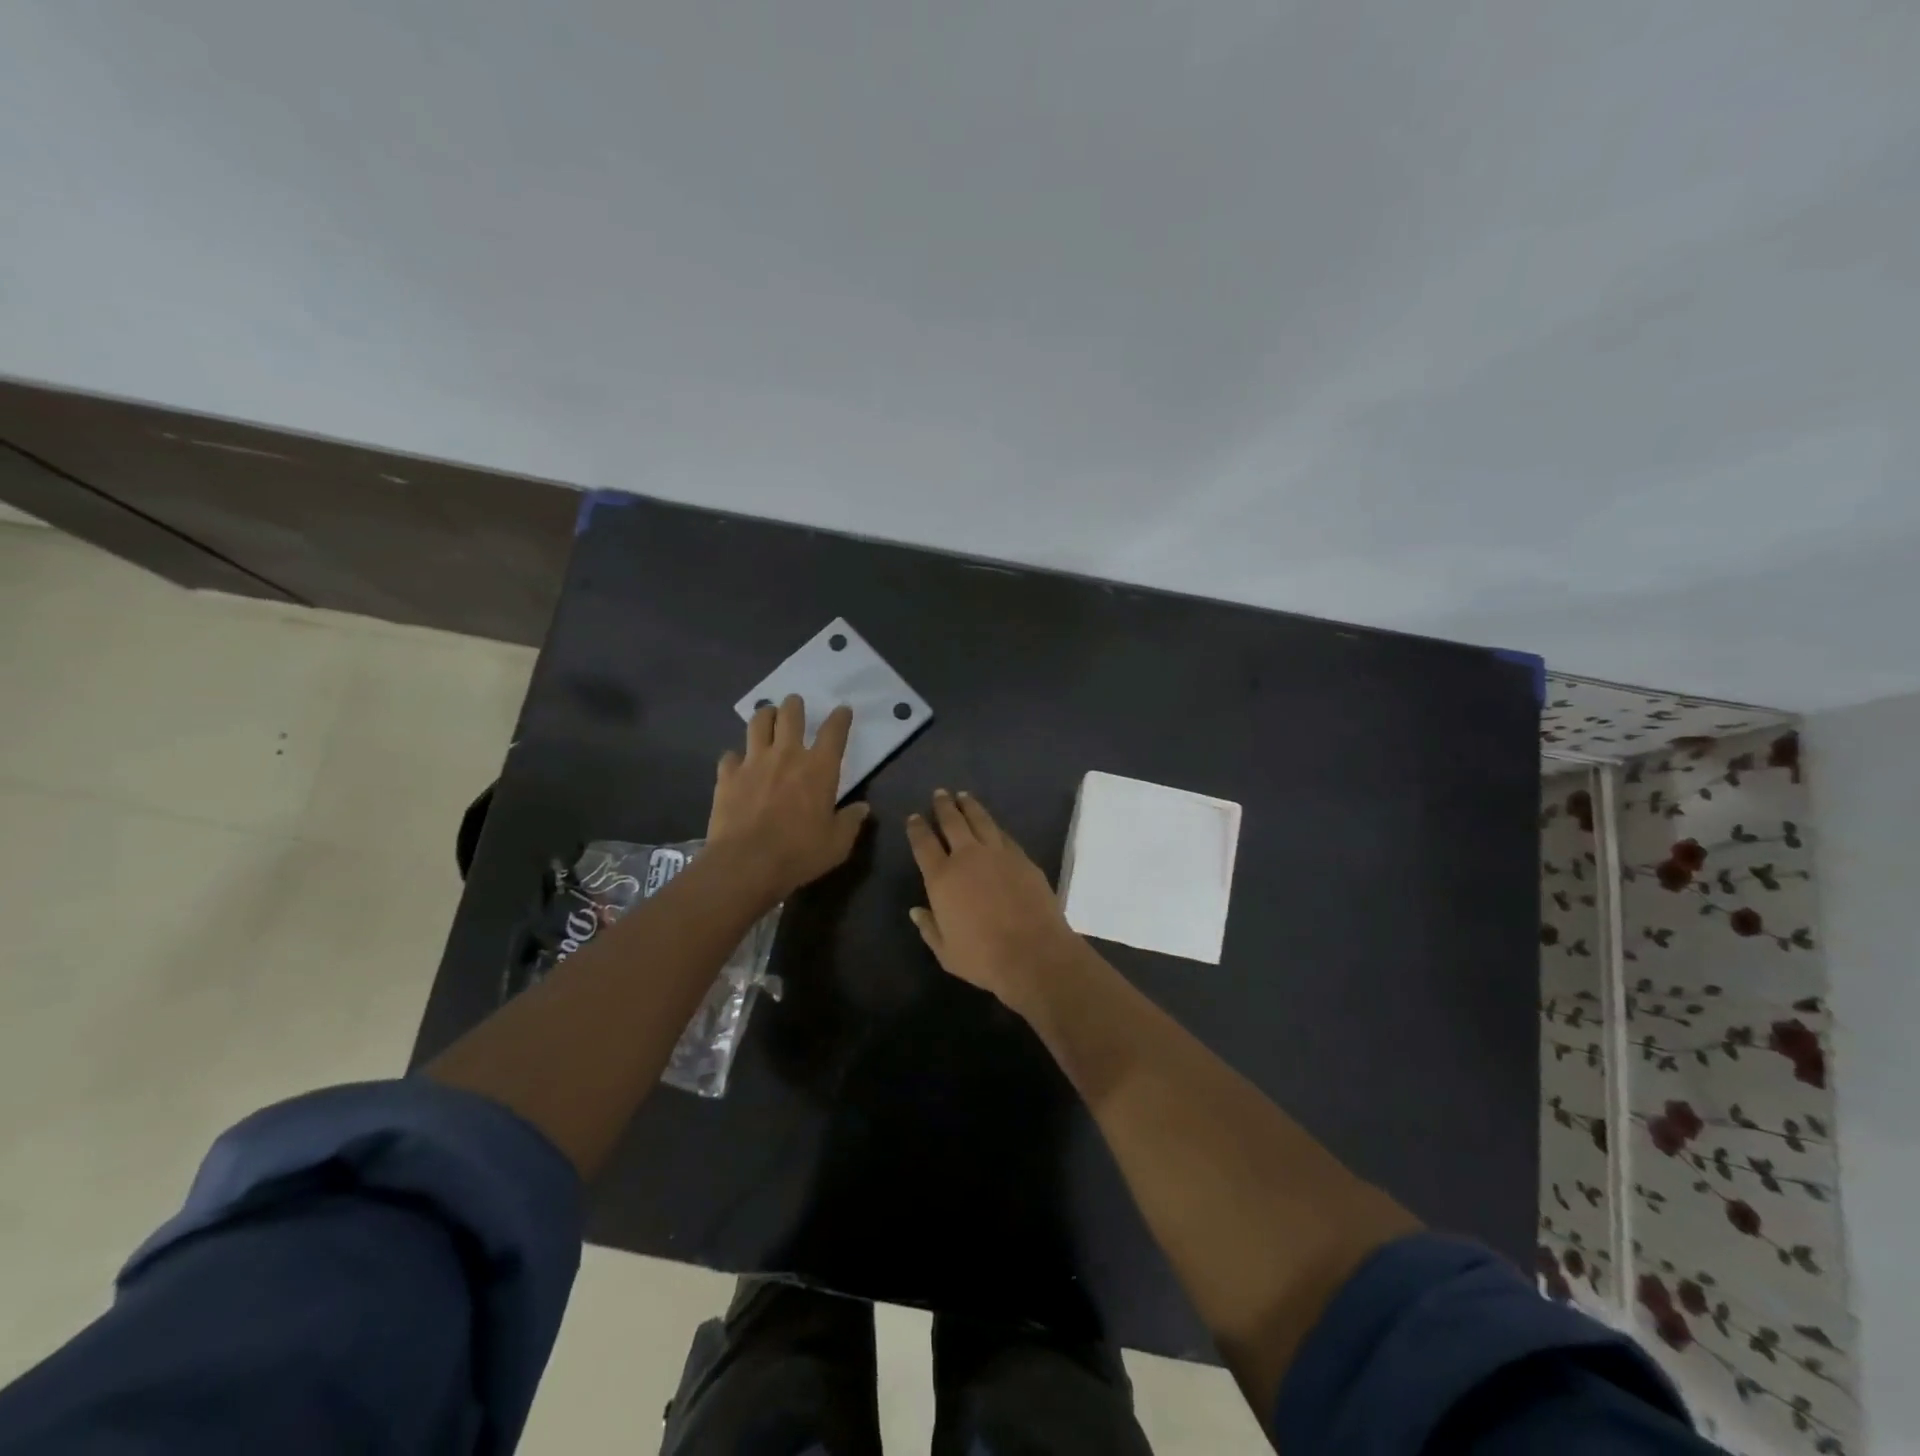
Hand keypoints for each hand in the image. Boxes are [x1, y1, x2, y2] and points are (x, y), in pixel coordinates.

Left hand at [707, 696, 870, 903]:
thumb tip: (863, 809)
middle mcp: (787, 755)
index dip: (840, 717)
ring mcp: (753, 762)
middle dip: (795, 705)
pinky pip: (730, 756)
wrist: (745, 863)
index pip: (834, 731)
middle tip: (795, 703)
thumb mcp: (837, 844)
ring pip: (758, 723)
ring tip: (767, 716)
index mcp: (819, 768)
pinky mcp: (727, 775)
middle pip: (791, 715)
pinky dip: (736, 756)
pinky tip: (737, 762)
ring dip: (765, 716)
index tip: (843, 710)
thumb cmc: (799, 853)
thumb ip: (851, 822)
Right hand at [906, 789, 1086, 1012]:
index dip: (917, 828)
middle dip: (944, 806)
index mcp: (942, 878)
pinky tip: (993, 825)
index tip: (914, 817)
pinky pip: (1004, 835)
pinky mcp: (1023, 858)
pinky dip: (994, 826)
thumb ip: (929, 928)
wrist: (1033, 953)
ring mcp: (998, 854)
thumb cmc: (983, 958)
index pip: (924, 844)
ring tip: (964, 796)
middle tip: (940, 793)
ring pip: (981, 820)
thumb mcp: (946, 951)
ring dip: (970, 806)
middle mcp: (968, 857)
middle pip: (953, 822)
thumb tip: (917, 911)